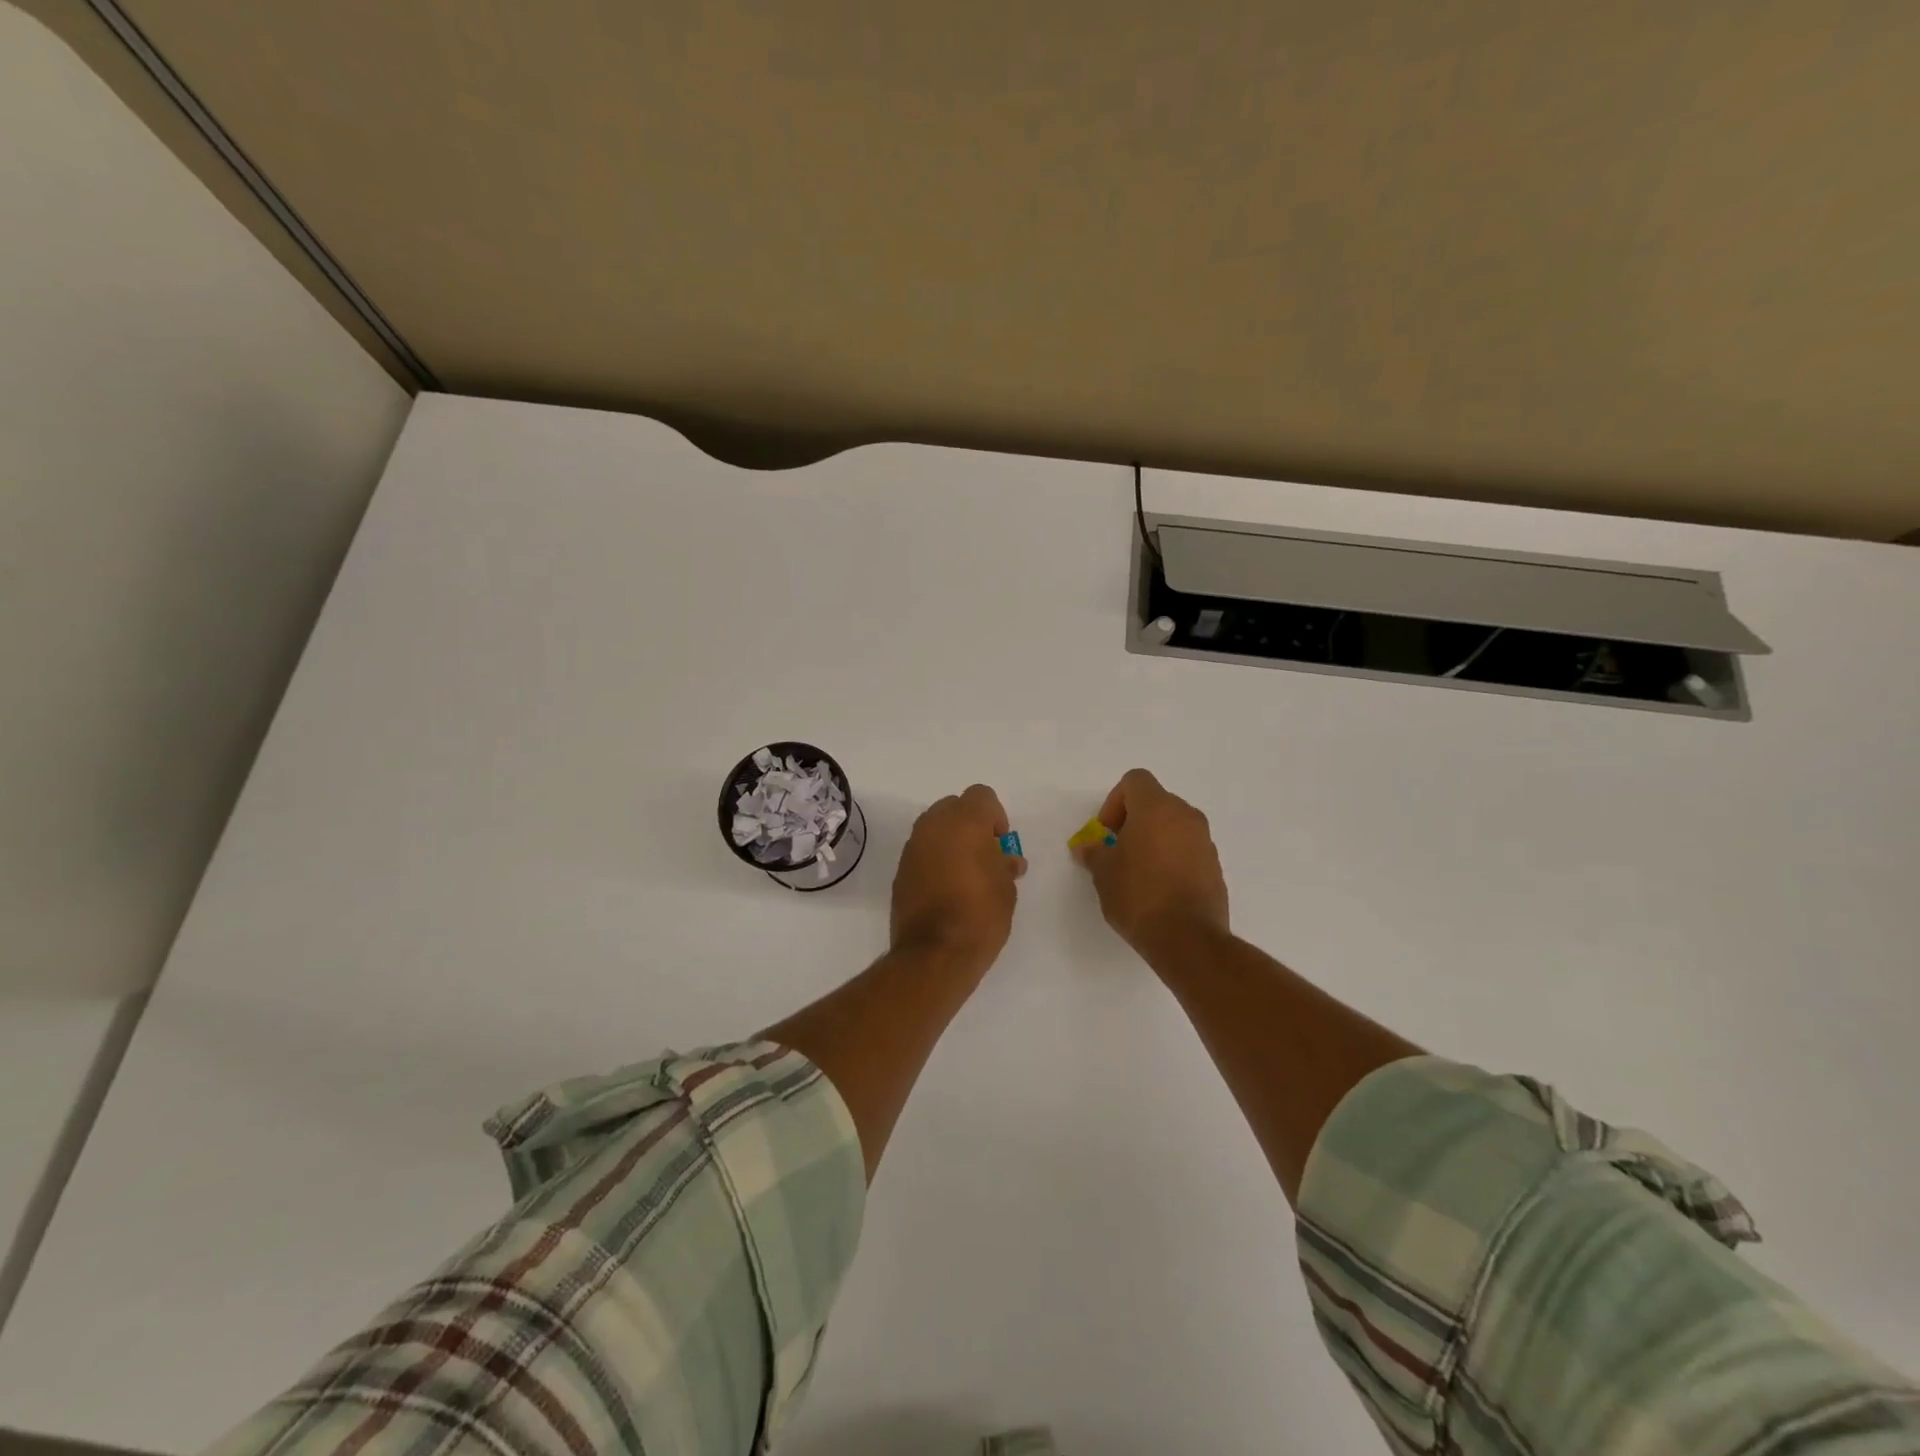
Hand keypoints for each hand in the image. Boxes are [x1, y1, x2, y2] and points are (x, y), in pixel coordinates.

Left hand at [890, 784, 1025, 972]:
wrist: (934, 954)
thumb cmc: (980, 916)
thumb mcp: (1006, 890)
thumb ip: (1005, 866)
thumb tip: (1006, 861)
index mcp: (964, 822)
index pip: (981, 795)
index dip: (995, 815)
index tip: (1000, 842)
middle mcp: (934, 826)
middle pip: (954, 806)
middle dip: (970, 823)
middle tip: (984, 854)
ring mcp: (913, 847)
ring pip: (934, 826)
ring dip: (950, 839)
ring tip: (966, 872)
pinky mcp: (900, 869)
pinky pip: (922, 850)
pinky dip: (934, 858)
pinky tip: (946, 887)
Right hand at [1074, 769, 1229, 959]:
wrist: (1187, 938)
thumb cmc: (1139, 895)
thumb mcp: (1103, 873)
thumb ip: (1094, 853)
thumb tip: (1088, 847)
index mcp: (1157, 808)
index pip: (1135, 781)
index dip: (1115, 802)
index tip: (1106, 833)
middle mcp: (1185, 816)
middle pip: (1155, 802)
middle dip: (1133, 821)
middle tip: (1117, 851)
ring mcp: (1205, 841)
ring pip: (1173, 826)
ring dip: (1154, 840)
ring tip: (1137, 873)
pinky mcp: (1215, 866)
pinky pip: (1188, 849)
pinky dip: (1172, 858)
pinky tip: (1158, 889)